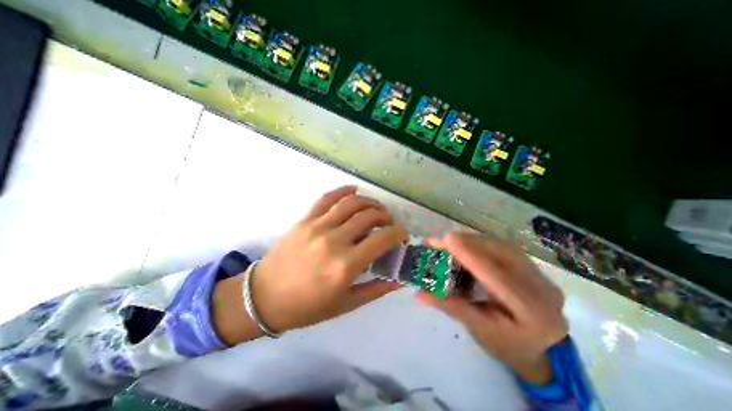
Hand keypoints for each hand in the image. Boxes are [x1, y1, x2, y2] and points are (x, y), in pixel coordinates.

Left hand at [252, 186, 408, 333]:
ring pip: (351, 203)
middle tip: (389, 222)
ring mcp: (318, 226)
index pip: (382, 239)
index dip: (398, 233)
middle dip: (386, 216)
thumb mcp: (345, 304)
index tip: (402, 234)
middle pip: (369, 216)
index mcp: (345, 265)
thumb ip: (375, 290)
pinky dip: (343, 191)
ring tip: (376, 208)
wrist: (264, 297)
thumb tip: (399, 279)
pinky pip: (327, 198)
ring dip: (370, 202)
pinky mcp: (305, 220)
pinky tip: (354, 191)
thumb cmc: (307, 306)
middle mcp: (334, 241)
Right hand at [418, 234, 565, 385]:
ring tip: (451, 242)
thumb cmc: (508, 346)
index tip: (447, 239)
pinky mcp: (533, 266)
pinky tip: (467, 245)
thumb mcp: (480, 329)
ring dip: (474, 240)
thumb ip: (451, 306)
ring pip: (503, 246)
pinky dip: (481, 243)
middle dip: (469, 243)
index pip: (498, 277)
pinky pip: (504, 247)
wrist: (543, 351)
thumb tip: (420, 292)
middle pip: (503, 254)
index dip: (471, 255)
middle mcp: (543, 288)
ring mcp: (541, 275)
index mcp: (533, 313)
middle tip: (442, 240)